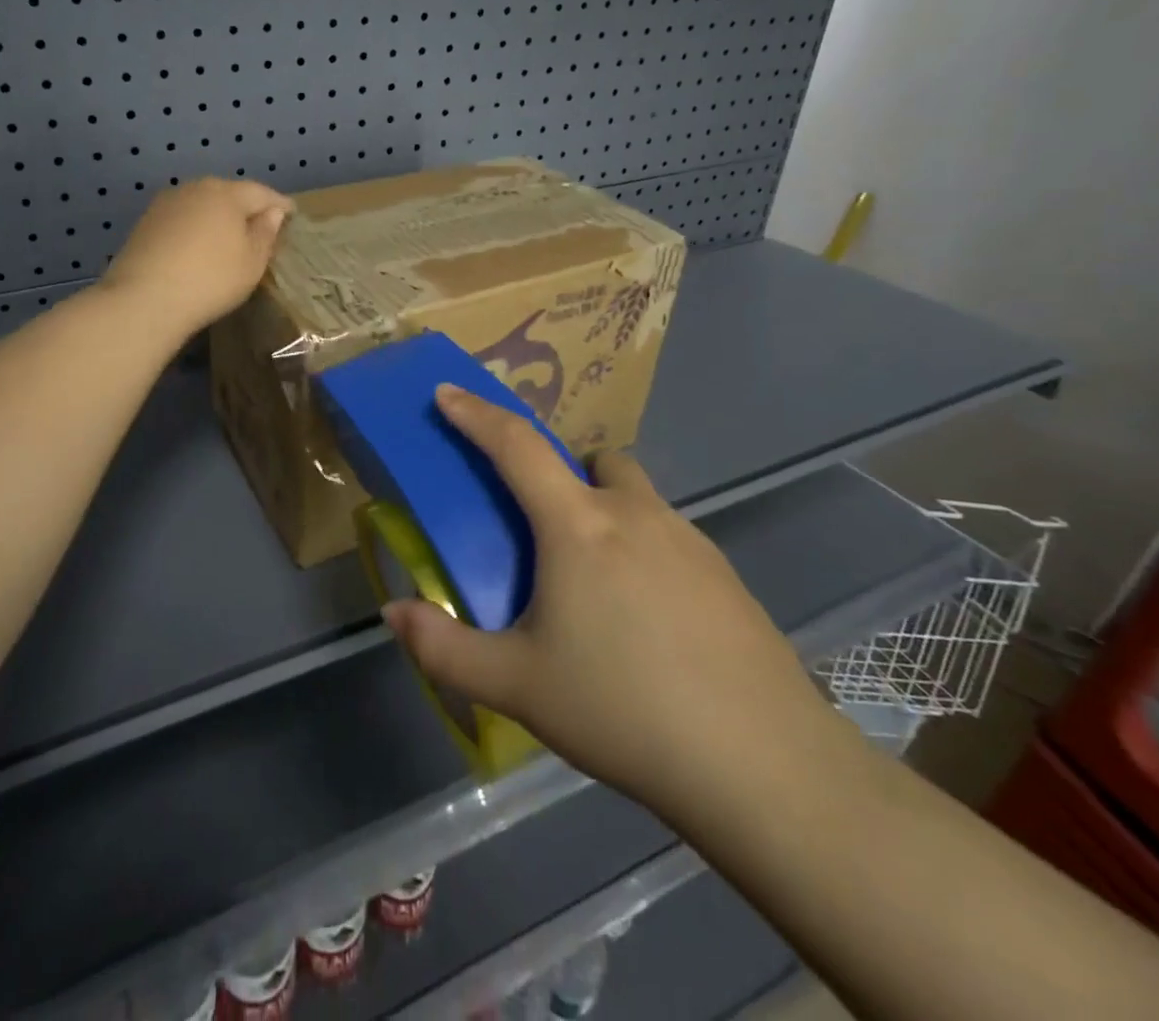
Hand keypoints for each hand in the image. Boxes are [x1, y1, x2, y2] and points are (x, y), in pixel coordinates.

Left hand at [102, 178, 293, 340]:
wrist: (144, 299)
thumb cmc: (211, 279)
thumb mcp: (252, 262)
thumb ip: (265, 233)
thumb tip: (272, 211)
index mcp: (227, 193)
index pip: (262, 193)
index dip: (280, 205)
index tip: (292, 215)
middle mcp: (196, 188)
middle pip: (229, 194)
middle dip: (246, 208)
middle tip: (261, 228)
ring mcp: (166, 203)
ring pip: (202, 204)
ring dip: (218, 217)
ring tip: (229, 238)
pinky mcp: (146, 222)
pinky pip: (182, 219)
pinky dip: (195, 228)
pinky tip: (198, 247)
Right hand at [383, 385, 849, 827]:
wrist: (764, 766)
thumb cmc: (624, 710)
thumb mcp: (517, 685)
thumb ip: (444, 648)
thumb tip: (394, 613)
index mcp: (577, 525)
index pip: (516, 445)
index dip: (475, 414)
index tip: (446, 393)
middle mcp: (634, 513)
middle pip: (591, 460)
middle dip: (560, 472)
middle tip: (541, 529)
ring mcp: (689, 540)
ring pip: (635, 496)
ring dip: (604, 512)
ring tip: (594, 586)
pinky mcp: (726, 575)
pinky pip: (669, 536)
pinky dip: (643, 550)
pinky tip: (647, 621)